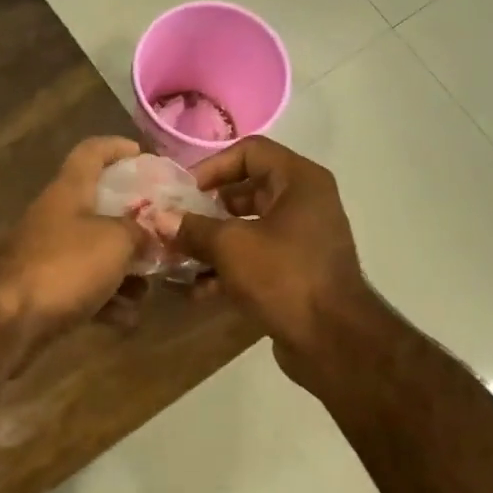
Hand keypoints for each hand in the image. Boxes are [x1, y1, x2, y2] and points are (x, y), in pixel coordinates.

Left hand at [0, 137, 146, 348]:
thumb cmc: (65, 266)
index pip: (91, 152)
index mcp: (69, 191)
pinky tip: (128, 318)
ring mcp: (50, 256)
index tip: (142, 154)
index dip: (116, 147)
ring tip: (150, 288)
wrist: (7, 320)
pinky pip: (86, 289)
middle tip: (164, 235)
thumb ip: (140, 232)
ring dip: (126, 271)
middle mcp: (57, 218)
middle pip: (99, 208)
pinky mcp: (46, 292)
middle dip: (134, 224)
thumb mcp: (115, 241)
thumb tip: (151, 233)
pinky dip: (108, 301)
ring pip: (97, 254)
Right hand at [174, 138, 371, 383]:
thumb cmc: (284, 276)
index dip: (212, 167)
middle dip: (205, 209)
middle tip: (173, 225)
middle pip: (246, 192)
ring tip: (176, 259)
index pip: (250, 152)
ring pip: (247, 229)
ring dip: (211, 242)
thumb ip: (192, 228)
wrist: (333, 340)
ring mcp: (302, 240)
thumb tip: (159, 220)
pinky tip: (195, 289)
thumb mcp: (231, 246)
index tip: (182, 192)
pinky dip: (227, 269)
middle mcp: (305, 203)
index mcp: (299, 181)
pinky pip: (255, 259)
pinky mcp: (295, 272)